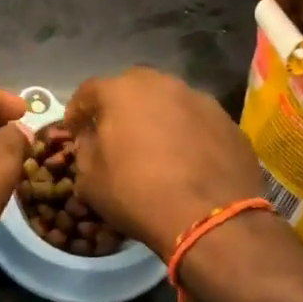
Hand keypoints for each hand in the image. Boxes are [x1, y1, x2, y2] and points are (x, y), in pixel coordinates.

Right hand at [64, 68, 266, 258]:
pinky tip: (187, 159)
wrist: (210, 218)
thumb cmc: (137, 194)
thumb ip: (85, 148)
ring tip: (155, 146)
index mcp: (121, 91)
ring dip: (157, 117)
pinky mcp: (227, 120)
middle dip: (120, 107)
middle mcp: (161, 83)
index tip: (75, 130)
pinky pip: (196, 121)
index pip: (89, 91)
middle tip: (117, 134)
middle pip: (132, 87)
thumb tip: (91, 137)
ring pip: (168, 101)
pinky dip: (187, 133)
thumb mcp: (90, 178)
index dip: (78, 111)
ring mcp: (199, 99)